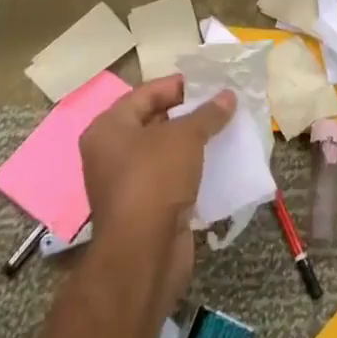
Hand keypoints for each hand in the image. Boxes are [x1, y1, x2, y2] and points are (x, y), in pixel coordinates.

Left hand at [79, 77, 234, 317]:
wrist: (144, 255)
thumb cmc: (155, 180)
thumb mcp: (185, 137)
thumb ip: (207, 114)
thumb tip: (228, 96)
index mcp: (108, 128)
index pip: (146, 93)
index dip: (179, 85)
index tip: (210, 82)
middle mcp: (111, 152)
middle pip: (155, 121)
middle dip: (189, 113)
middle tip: (222, 104)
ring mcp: (127, 183)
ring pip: (165, 152)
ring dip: (193, 142)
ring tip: (226, 128)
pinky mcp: (145, 208)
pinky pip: (171, 177)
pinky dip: (193, 169)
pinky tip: (219, 161)